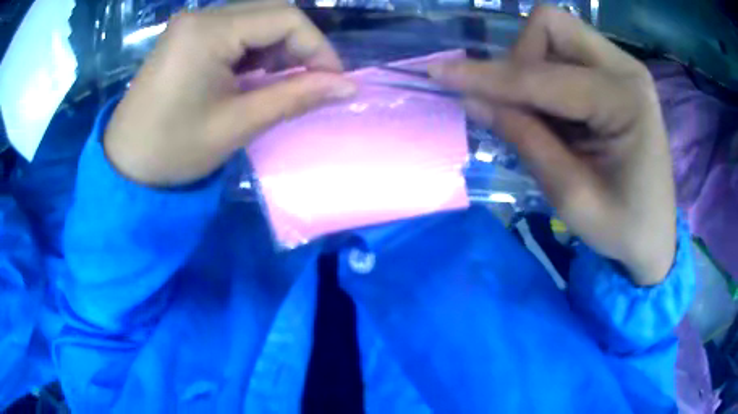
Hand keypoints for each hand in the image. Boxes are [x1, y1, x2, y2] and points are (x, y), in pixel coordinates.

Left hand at [104, 2, 355, 185]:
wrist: (125, 166)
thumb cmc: (174, 150)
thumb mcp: (237, 125)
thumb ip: (295, 97)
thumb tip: (349, 86)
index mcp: (207, 31)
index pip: (284, 18)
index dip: (318, 46)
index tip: (334, 81)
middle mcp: (200, 15)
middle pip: (271, 11)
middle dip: (299, 44)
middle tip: (308, 81)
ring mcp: (191, 23)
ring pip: (255, 18)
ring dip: (277, 46)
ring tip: (279, 82)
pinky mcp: (186, 35)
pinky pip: (234, 29)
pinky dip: (254, 48)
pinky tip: (251, 75)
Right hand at [430, 6, 675, 284]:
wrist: (655, 235)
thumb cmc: (622, 228)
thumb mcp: (571, 197)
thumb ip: (525, 140)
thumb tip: (473, 100)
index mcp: (625, 100)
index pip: (542, 76)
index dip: (488, 77)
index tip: (439, 74)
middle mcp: (626, 68)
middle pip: (551, 26)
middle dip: (519, 60)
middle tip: (520, 107)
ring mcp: (623, 66)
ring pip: (556, 33)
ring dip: (532, 67)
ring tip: (542, 116)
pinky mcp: (617, 73)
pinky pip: (566, 51)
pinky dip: (547, 74)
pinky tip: (557, 113)